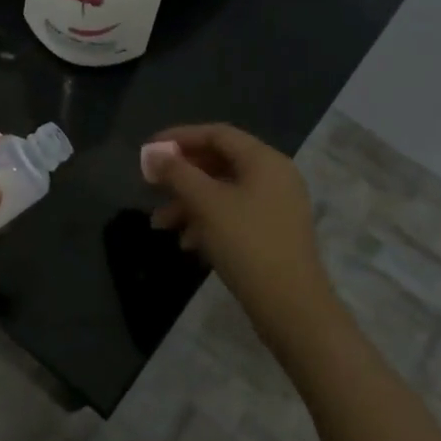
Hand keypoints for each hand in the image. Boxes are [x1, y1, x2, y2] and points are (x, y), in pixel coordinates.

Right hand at [143, 123, 341, 367]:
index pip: (217, 134)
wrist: (291, 306)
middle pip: (219, 162)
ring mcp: (276, 206)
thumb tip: (153, 154)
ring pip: (223, 192)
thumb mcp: (206, 204)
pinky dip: (207, 221)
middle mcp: (274, 176)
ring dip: (189, 203)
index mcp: (264, 160)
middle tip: (151, 187)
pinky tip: (187, 243)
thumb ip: (177, 174)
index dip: (180, 138)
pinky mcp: (272, 233)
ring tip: (161, 225)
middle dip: (181, 176)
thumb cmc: (247, 244)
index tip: (149, 150)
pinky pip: (233, 214)